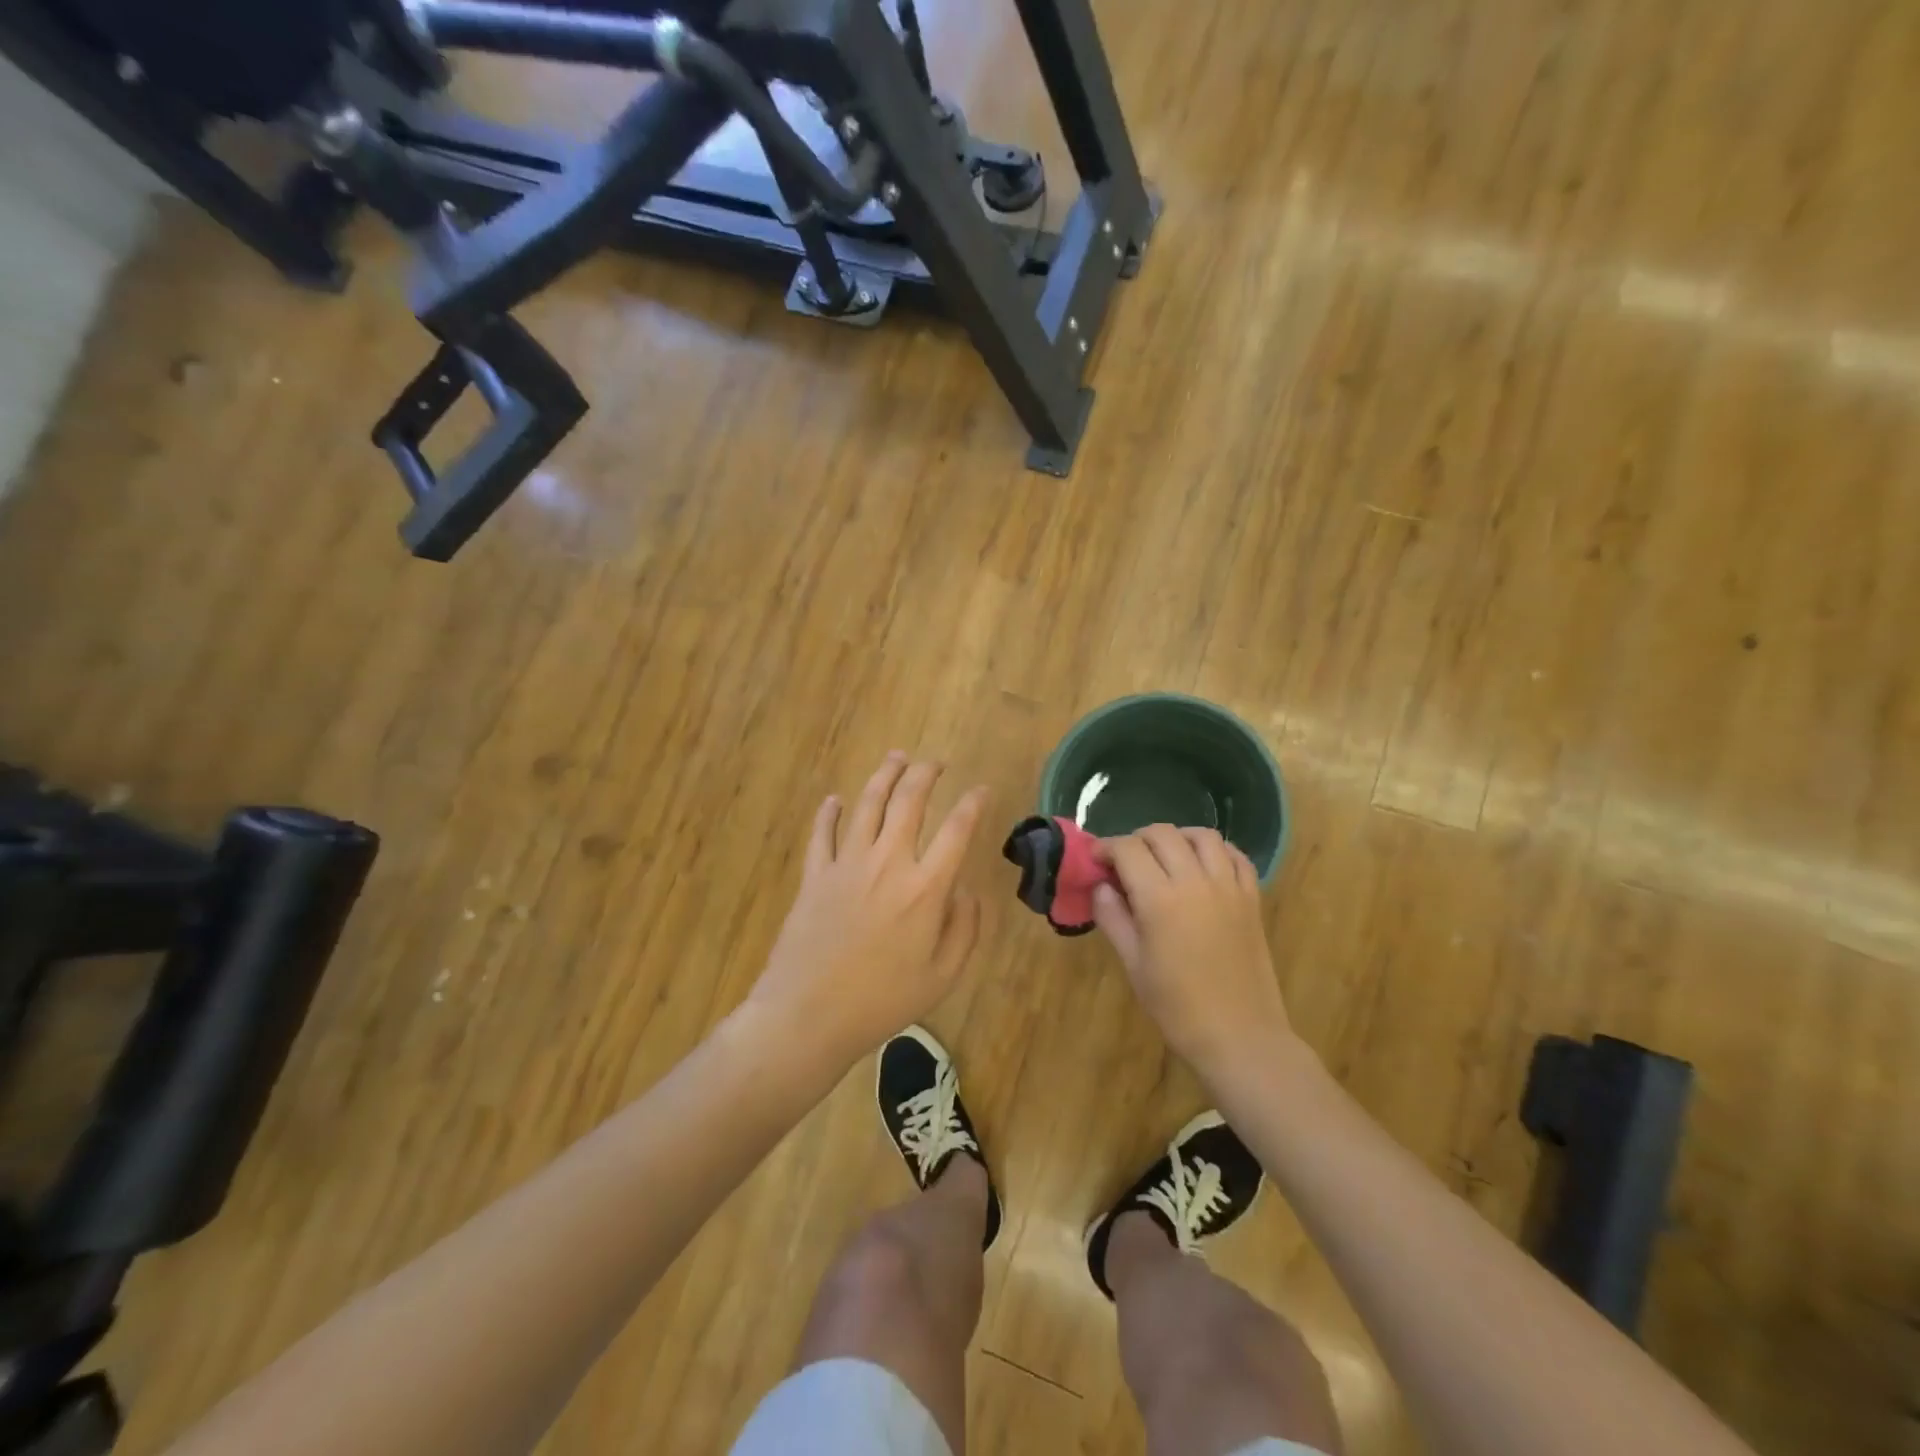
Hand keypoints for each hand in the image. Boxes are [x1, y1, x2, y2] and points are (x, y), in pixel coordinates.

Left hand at [750, 753, 987, 1068]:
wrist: (808, 1015)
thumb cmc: (882, 1001)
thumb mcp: (942, 976)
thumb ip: (964, 929)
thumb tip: (967, 892)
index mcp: (925, 888)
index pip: (956, 830)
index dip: (972, 804)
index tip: (981, 790)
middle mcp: (888, 863)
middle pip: (909, 801)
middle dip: (926, 774)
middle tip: (935, 762)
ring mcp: (846, 864)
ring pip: (867, 804)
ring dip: (884, 776)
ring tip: (896, 758)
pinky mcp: (815, 875)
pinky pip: (822, 832)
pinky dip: (829, 812)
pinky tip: (834, 799)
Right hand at [1092, 825, 1291, 1076]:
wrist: (1239, 1036)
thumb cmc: (1177, 1007)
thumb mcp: (1133, 964)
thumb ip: (1113, 917)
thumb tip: (1101, 887)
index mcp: (1160, 898)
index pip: (1127, 849)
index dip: (1106, 848)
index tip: (1096, 861)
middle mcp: (1195, 881)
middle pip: (1162, 834)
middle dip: (1136, 840)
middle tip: (1125, 862)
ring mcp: (1229, 886)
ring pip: (1202, 835)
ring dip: (1177, 838)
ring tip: (1164, 857)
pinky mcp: (1251, 898)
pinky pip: (1235, 855)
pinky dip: (1216, 850)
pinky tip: (1203, 866)